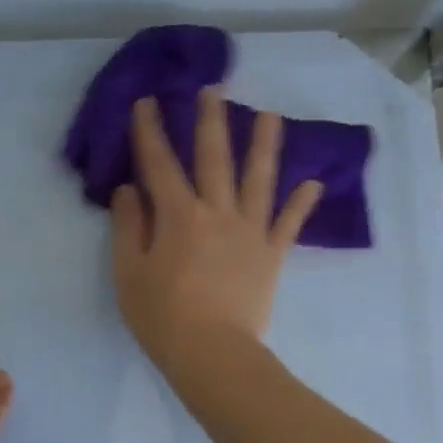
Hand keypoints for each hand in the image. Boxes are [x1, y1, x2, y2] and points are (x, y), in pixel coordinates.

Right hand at [111, 86, 321, 382]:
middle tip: (213, 89)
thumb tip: (128, 190)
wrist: (212, 353)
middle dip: (210, 122)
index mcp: (178, 215)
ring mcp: (250, 232)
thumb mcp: (129, 273)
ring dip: (265, 145)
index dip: (150, 131)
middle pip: (214, 158)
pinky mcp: (271, 255)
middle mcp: (217, 212)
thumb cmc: (162, 316)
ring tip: (271, 116)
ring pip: (259, 180)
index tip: (147, 101)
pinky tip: (314, 183)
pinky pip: (289, 224)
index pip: (159, 164)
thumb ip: (129, 227)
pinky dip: (301, 204)